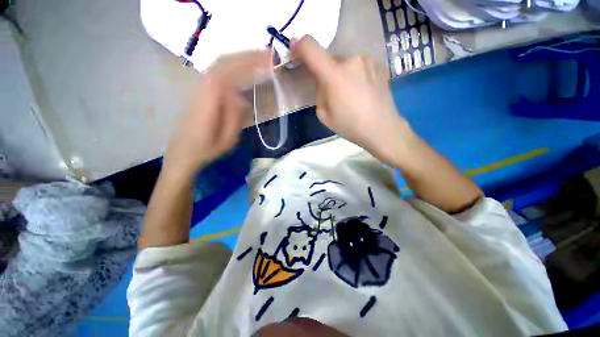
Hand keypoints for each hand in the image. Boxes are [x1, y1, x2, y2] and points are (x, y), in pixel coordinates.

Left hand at [163, 50, 270, 177]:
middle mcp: (201, 88)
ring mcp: (198, 88)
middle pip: (222, 62)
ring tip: (259, 59)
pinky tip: (243, 70)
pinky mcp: (199, 91)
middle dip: (246, 56)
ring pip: (218, 65)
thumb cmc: (207, 149)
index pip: (228, 71)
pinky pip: (217, 73)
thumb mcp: (228, 139)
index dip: (247, 62)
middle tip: (267, 55)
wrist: (182, 152)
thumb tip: (241, 96)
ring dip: (239, 59)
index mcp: (209, 100)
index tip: (267, 60)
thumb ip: (235, 116)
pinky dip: (232, 67)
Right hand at [291, 35, 414, 163]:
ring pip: (345, 64)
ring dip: (341, 75)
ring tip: (350, 95)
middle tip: (333, 94)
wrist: (382, 128)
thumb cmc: (350, 126)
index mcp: (334, 75)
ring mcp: (367, 60)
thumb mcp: (324, 114)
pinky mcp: (378, 64)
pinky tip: (361, 92)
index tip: (295, 51)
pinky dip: (354, 75)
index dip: (299, 46)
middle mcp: (351, 60)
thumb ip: (319, 92)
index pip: (311, 47)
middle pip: (329, 60)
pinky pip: (358, 66)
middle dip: (326, 74)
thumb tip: (323, 81)